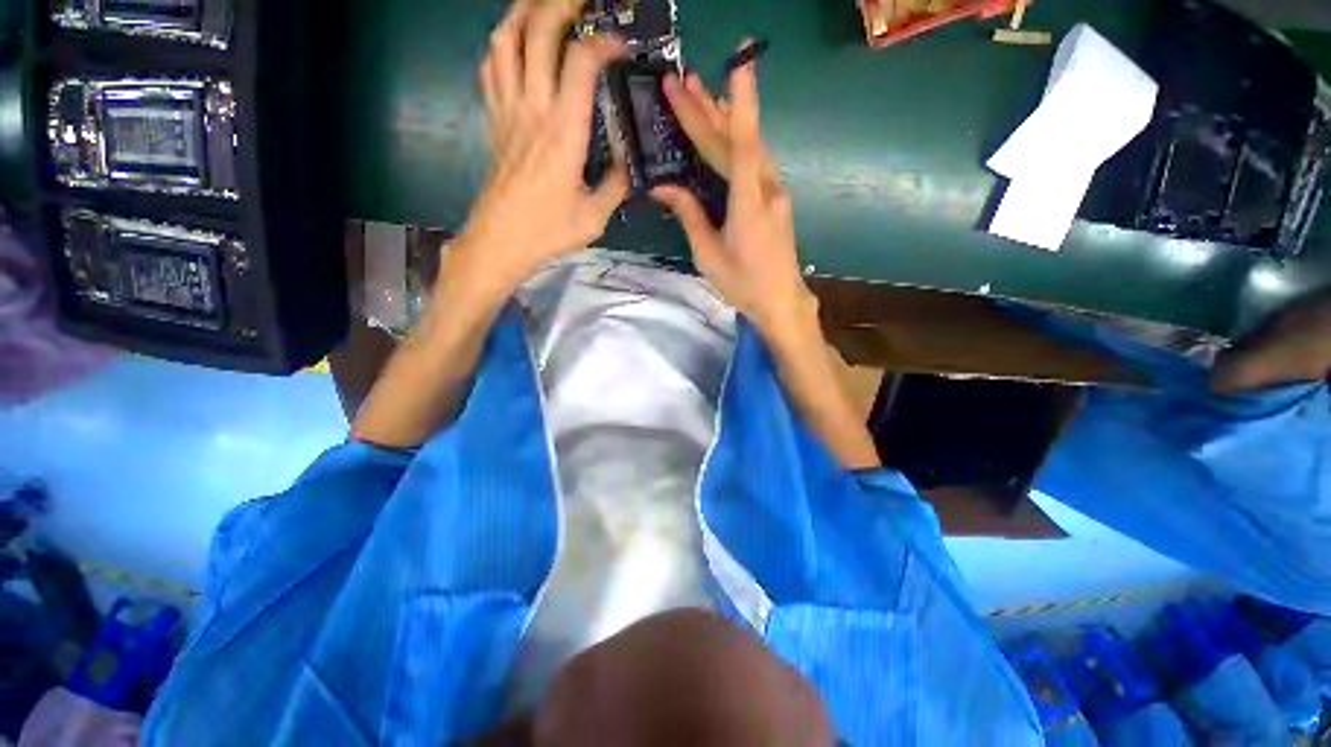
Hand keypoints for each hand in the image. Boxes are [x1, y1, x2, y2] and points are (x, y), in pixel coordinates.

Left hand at [452, 0, 629, 301]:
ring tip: (545, 5)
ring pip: (505, 39)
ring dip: (524, 12)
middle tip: (582, 1)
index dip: (604, 43)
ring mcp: (507, 110)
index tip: (622, 47)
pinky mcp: (492, 119)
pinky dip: (503, 43)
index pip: (581, 62)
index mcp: (564, 133)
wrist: (500, 241)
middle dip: (560, 3)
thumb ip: (616, 185)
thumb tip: (629, 163)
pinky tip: (516, 43)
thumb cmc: (548, 231)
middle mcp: (533, 109)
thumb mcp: (595, 217)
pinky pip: (491, 67)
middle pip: (537, 31)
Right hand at [650, 55, 816, 342]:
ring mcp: (776, 191)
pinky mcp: (776, 198)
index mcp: (748, 205)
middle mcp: (767, 190)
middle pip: (738, 141)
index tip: (736, 65)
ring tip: (700, 93)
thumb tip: (663, 186)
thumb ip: (689, 216)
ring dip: (725, 119)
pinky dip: (737, 141)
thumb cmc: (743, 285)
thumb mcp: (708, 255)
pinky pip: (755, 162)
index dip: (738, 104)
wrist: (781, 300)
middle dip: (709, 110)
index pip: (742, 146)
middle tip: (681, 82)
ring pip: (750, 147)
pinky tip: (723, 131)